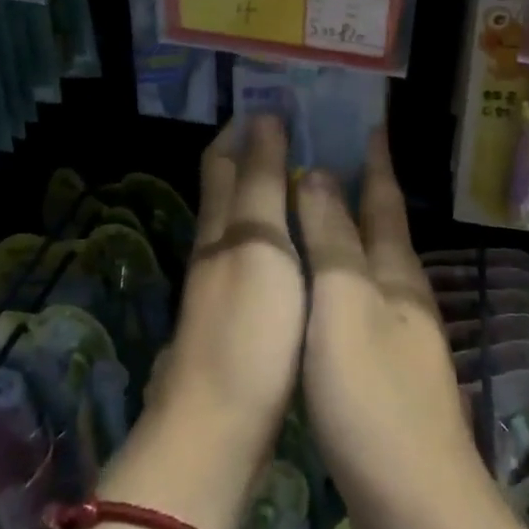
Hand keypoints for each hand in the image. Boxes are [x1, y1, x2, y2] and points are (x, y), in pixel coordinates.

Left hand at [152, 115, 304, 483]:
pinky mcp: (242, 318)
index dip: (242, 128)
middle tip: (301, 130)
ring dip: (270, 192)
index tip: (273, 100)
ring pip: (245, 222)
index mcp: (221, 225)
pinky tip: (302, 241)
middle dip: (256, 154)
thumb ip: (261, 183)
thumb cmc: (247, 327)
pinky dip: (278, 233)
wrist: (220, 428)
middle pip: (231, 188)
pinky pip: (259, 256)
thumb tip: (263, 118)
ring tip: (310, 176)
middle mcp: (217, 248)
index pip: (224, 160)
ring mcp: (226, 286)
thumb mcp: (259, 244)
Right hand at [295, 131, 485, 520]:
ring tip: (315, 211)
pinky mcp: (384, 374)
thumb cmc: (372, 393)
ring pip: (369, 267)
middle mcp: (402, 295)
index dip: (375, 159)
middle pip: (381, 229)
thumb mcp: (344, 304)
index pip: (384, 198)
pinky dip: (337, 280)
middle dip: (361, 189)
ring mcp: (398, 337)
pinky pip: (357, 305)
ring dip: (346, 233)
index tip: (369, 120)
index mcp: (395, 272)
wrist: (414, 503)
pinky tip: (317, 291)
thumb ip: (331, 239)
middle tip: (326, 155)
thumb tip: (317, 174)